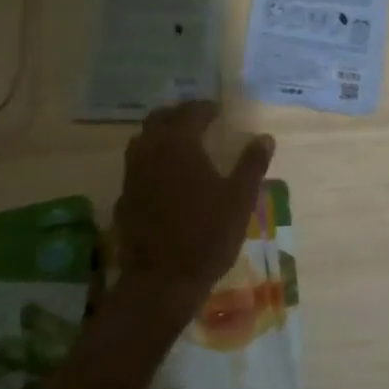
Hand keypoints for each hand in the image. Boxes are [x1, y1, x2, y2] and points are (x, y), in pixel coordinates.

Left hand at [113, 102, 274, 320]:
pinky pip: (136, 166)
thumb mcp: (239, 199)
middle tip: (198, 120)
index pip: (190, 113)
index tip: (218, 111)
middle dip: (179, 115)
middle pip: (159, 119)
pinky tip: (163, 176)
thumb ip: (251, 164)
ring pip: (142, 140)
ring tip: (180, 143)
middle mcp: (150, 151)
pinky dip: (150, 161)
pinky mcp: (124, 197)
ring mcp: (132, 175)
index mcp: (179, 144)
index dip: (205, 108)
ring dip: (160, 134)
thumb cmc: (207, 234)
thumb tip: (265, 138)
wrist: (161, 280)